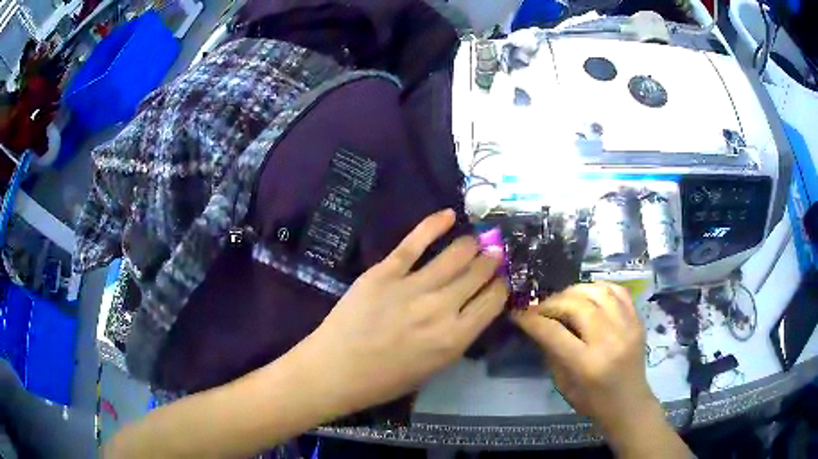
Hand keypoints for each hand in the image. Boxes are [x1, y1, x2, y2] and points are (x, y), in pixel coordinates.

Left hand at [296, 209, 507, 414]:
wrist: (336, 370)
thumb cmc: (385, 379)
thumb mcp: (434, 367)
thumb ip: (457, 337)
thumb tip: (473, 307)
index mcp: (456, 337)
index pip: (494, 299)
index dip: (502, 284)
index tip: (502, 277)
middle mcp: (442, 307)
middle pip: (479, 272)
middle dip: (492, 260)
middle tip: (494, 253)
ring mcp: (412, 286)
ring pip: (455, 253)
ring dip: (471, 244)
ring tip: (475, 241)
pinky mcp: (385, 271)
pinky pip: (415, 242)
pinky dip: (434, 224)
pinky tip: (449, 214)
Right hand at [512, 283, 652, 430]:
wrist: (629, 403)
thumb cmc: (593, 401)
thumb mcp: (563, 385)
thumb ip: (551, 353)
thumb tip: (537, 326)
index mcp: (587, 364)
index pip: (554, 332)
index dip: (531, 320)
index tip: (518, 313)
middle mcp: (609, 340)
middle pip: (577, 305)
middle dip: (552, 302)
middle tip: (539, 308)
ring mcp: (627, 327)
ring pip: (598, 291)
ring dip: (575, 291)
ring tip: (563, 299)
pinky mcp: (637, 320)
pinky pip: (618, 291)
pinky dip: (599, 287)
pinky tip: (588, 295)